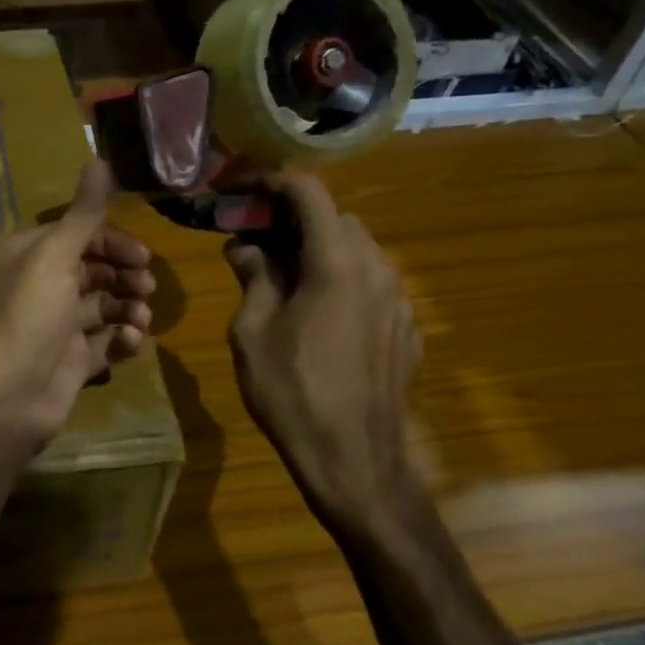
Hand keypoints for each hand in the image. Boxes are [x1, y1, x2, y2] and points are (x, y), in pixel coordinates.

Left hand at [0, 160, 154, 462]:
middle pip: (93, 268)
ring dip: (127, 305)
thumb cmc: (28, 318)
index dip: (111, 240)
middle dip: (124, 273)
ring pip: (103, 304)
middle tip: (146, 284)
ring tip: (140, 317)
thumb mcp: (54, 258)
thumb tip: (98, 160)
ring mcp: (55, 325)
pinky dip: (122, 338)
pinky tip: (132, 342)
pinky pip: (105, 341)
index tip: (143, 255)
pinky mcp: (70, 360)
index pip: (76, 234)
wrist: (7, 399)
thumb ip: (82, 214)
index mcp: (27, 255)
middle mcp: (39, 285)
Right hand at [224, 171, 421, 539]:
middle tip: (252, 240)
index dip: (270, 182)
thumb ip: (253, 277)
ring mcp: (399, 301)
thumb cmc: (292, 392)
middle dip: (292, 219)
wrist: (355, 461)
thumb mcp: (252, 332)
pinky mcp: (406, 330)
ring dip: (318, 249)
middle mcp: (376, 269)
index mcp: (336, 262)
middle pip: (335, 219)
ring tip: (281, 278)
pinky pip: (371, 285)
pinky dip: (341, 280)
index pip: (309, 193)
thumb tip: (245, 247)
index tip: (238, 192)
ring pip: (357, 251)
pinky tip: (317, 315)